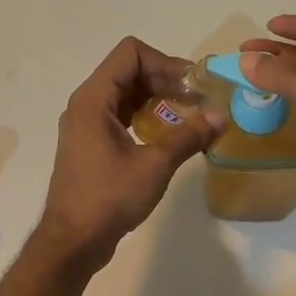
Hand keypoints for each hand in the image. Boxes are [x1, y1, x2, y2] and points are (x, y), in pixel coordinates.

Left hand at [39, 37, 214, 263]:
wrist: (73, 242)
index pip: (130, 53)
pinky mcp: (92, 143)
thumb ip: (188, 136)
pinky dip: (146, 115)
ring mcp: (87, 124)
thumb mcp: (155, 165)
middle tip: (198, 100)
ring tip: (189, 114)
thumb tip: (221, 116)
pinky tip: (168, 133)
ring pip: (126, 93)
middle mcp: (86, 104)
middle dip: (165, 79)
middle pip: (128, 70)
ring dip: (157, 97)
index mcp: (94, 99)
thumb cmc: (109, 198)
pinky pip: (121, 114)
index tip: (191, 86)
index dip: (164, 62)